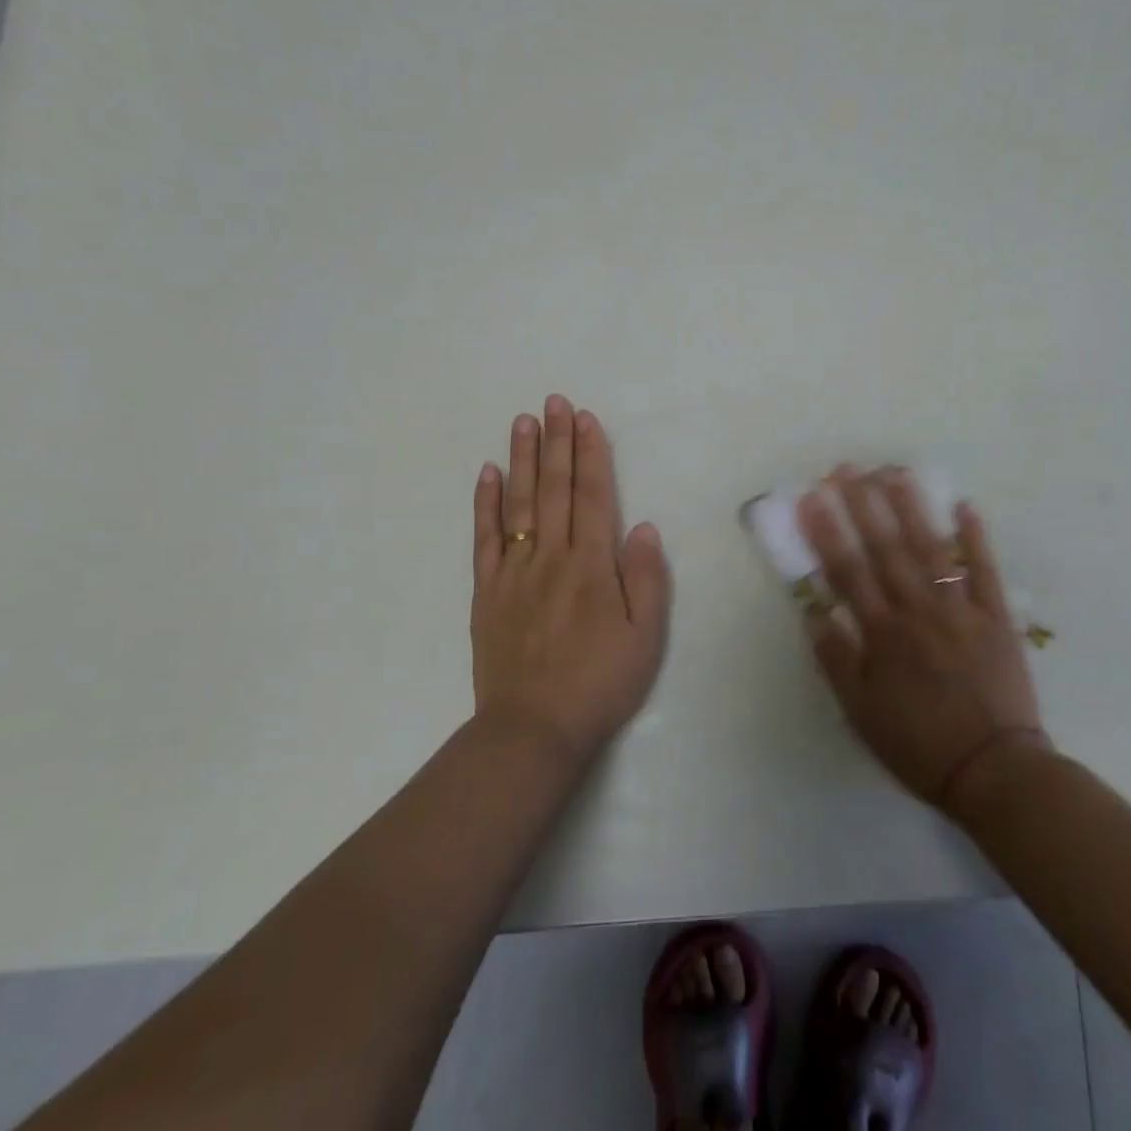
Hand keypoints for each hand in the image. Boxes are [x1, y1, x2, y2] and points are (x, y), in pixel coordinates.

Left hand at [471, 396, 672, 765]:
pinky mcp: (486, 593)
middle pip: (553, 489)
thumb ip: (646, 578)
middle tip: (554, 402)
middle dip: (556, 442)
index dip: (590, 454)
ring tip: (523, 422)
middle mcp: (551, 558)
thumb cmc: (599, 683)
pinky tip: (487, 474)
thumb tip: (641, 526)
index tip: (586, 419)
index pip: (592, 496)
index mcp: (592, 566)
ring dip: (522, 459)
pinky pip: (483, 539)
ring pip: (517, 504)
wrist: (533, 729)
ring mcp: (513, 573)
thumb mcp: (645, 637)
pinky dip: (484, 503)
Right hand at [797, 465, 1047, 812]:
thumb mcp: (859, 713)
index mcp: (882, 634)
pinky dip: (976, 539)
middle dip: (863, 505)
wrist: (992, 771)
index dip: (827, 532)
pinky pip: (985, 571)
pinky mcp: (996, 618)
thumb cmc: (917, 744)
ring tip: (895, 472)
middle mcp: (918, 611)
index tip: (812, 498)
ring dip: (912, 508)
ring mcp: (960, 611)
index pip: (848, 572)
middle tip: (847, 468)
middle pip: (886, 549)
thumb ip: (835, 660)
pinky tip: (965, 506)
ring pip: (931, 550)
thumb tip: (813, 612)